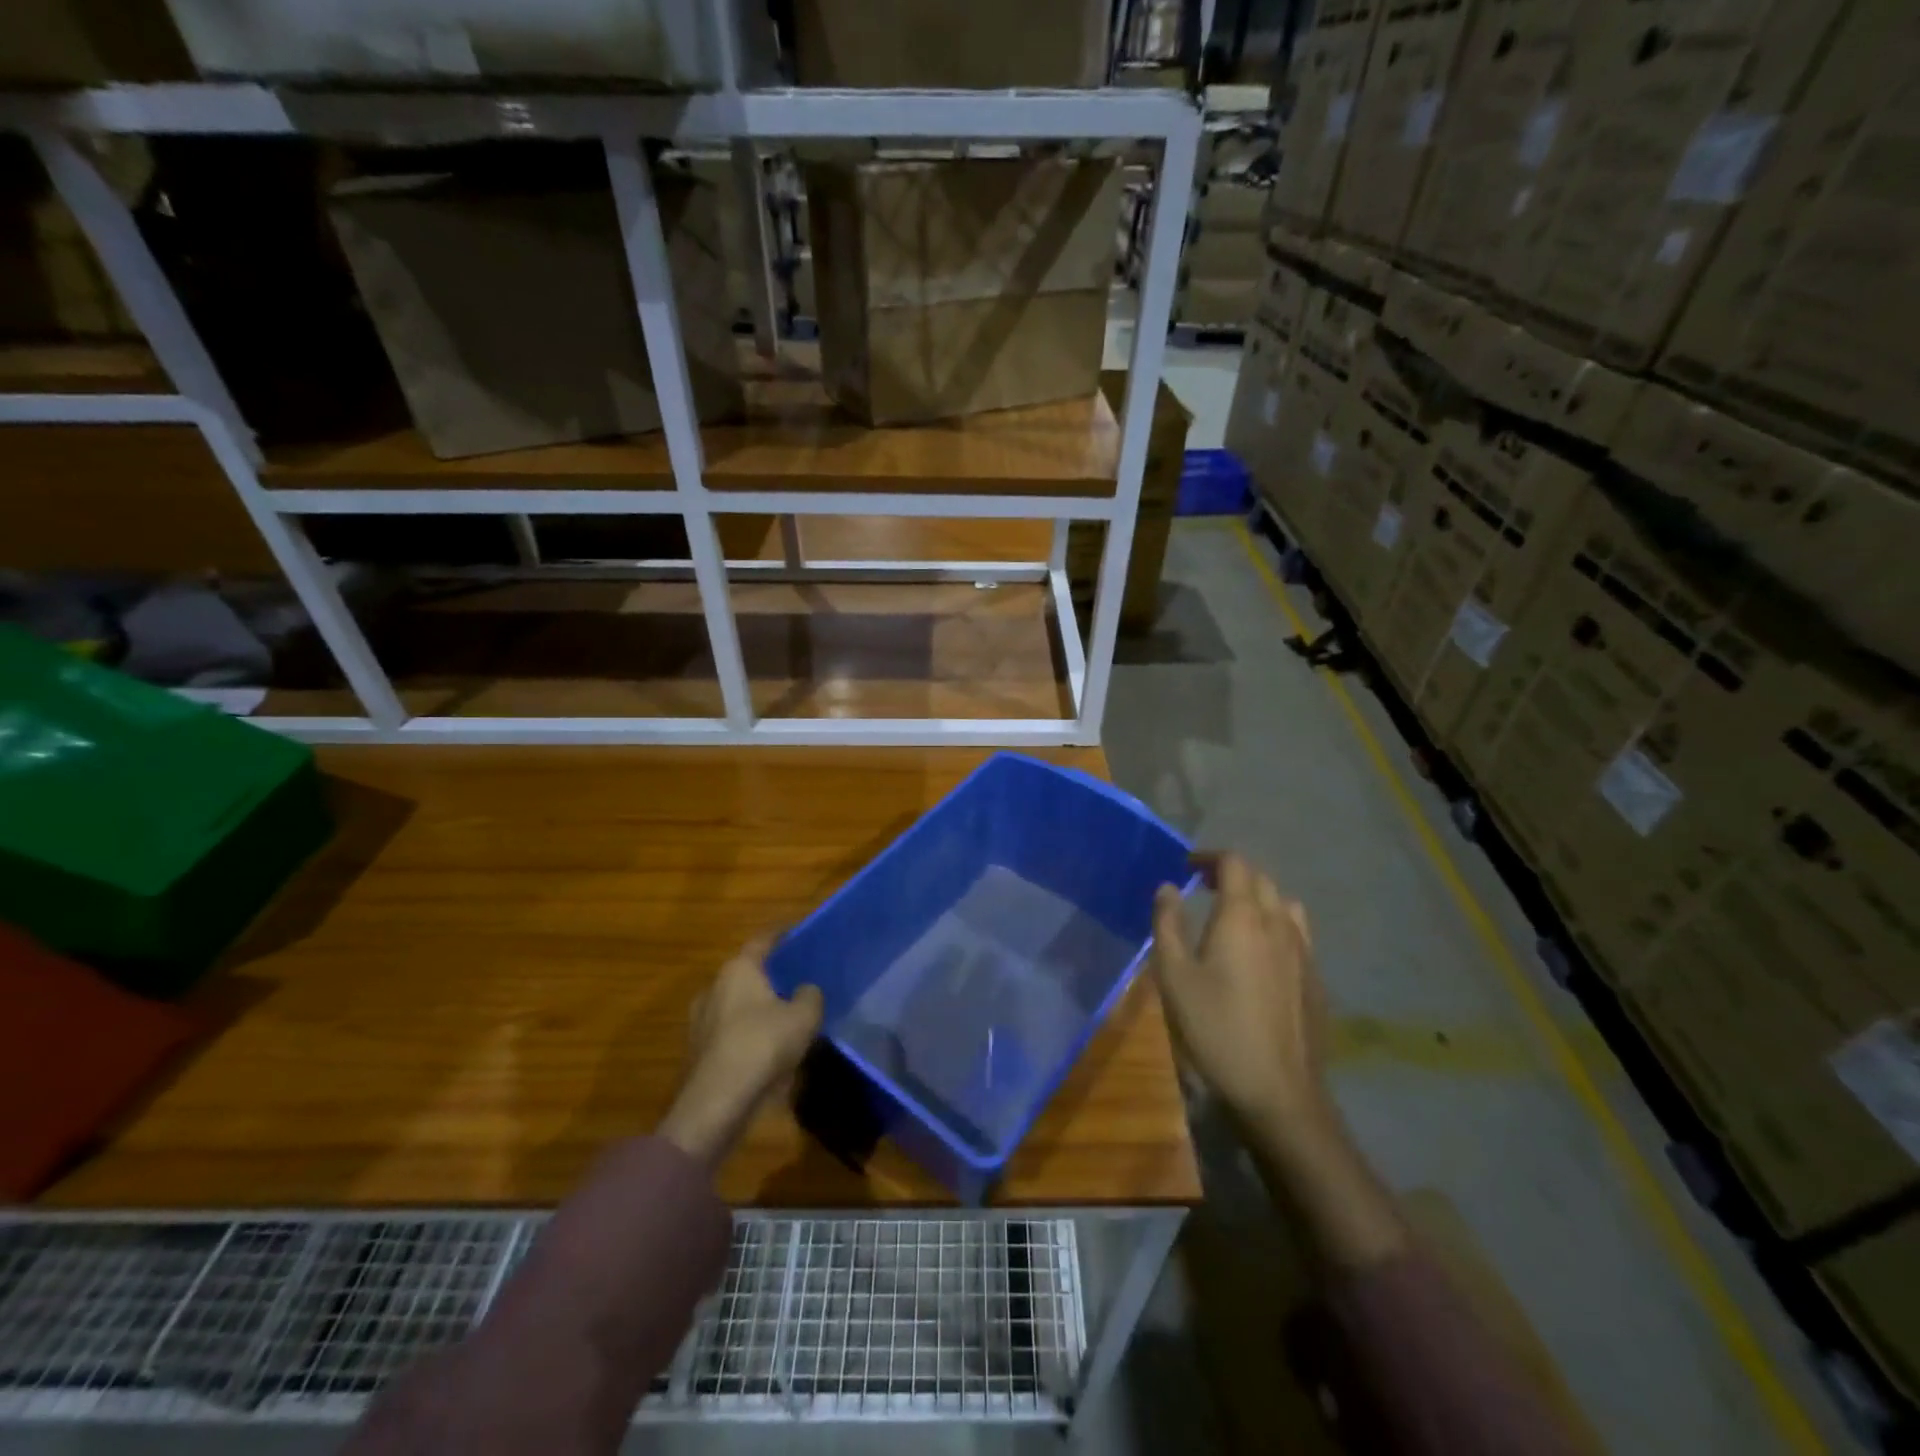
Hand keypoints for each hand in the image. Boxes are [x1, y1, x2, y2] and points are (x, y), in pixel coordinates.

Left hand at [659, 937, 823, 1169]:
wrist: (716, 1103)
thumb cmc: (762, 1045)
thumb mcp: (804, 1016)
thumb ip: (810, 995)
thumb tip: (805, 990)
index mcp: (738, 969)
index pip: (763, 940)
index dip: (783, 934)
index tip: (799, 931)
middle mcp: (714, 987)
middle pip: (747, 973)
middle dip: (770, 976)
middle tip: (796, 979)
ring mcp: (700, 1021)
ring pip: (736, 1005)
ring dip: (757, 1008)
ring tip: (784, 1018)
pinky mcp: (697, 1053)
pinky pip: (730, 1033)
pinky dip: (747, 1035)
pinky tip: (767, 1049)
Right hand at [1151, 852, 1330, 1144]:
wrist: (1278, 1092)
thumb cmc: (1215, 1028)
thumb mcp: (1173, 976)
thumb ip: (1167, 924)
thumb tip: (1167, 887)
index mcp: (1243, 916)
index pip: (1235, 864)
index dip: (1210, 858)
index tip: (1187, 868)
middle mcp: (1279, 924)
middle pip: (1261, 880)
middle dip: (1231, 875)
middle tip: (1203, 887)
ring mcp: (1304, 952)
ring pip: (1285, 905)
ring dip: (1259, 899)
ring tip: (1235, 916)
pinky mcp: (1315, 980)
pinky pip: (1298, 934)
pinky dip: (1276, 926)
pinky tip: (1261, 955)